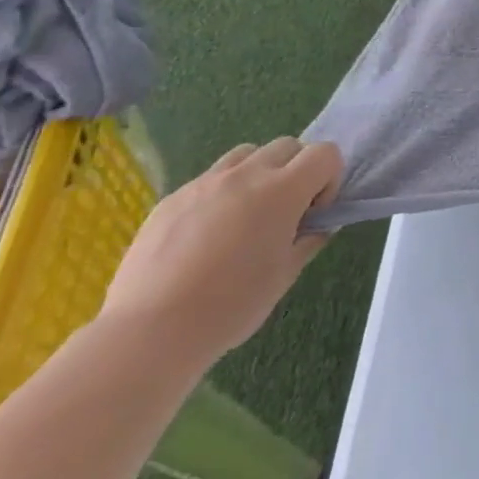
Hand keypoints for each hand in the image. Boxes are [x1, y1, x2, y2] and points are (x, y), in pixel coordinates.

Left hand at [100, 138, 341, 369]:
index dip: (329, 179)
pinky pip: (208, 179)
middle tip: (285, 212)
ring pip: (246, 154)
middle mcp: (246, 175)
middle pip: (288, 145)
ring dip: (258, 173)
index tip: (314, 213)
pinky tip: (206, 235)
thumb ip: (308, 239)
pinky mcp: (171, 198)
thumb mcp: (285, 275)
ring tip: (246, 214)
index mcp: (282, 190)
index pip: (325, 153)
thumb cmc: (231, 305)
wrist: (150, 332)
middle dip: (297, 170)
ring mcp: (204, 183)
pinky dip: (221, 193)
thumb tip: (317, 225)